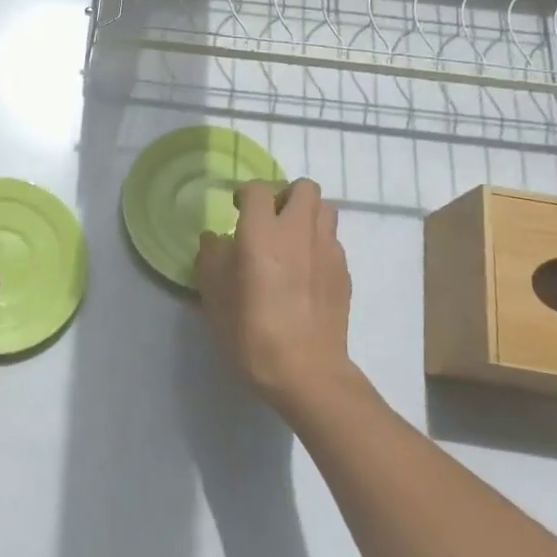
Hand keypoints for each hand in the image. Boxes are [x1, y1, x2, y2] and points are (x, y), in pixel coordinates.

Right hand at [196, 178, 353, 410]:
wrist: (305, 370)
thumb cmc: (251, 331)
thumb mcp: (213, 295)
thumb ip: (211, 257)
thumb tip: (217, 239)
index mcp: (262, 232)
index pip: (258, 189)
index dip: (245, 194)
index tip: (236, 210)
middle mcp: (299, 231)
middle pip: (304, 187)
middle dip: (284, 195)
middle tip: (268, 220)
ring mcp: (328, 250)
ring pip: (325, 210)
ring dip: (306, 215)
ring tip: (290, 241)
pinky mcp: (344, 272)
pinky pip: (332, 241)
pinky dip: (318, 243)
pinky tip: (305, 271)